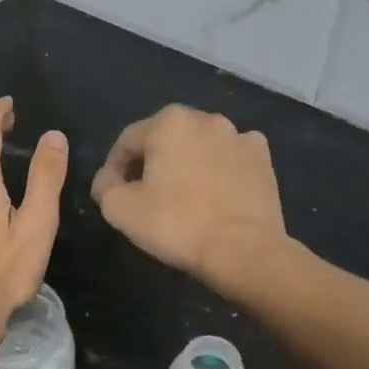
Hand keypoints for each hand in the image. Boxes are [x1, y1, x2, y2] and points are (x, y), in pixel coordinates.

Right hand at [90, 105, 284, 282]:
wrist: (243, 250)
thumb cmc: (176, 224)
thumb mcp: (119, 209)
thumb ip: (105, 185)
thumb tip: (109, 179)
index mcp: (168, 122)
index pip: (127, 141)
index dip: (114, 168)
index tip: (113, 194)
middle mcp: (205, 118)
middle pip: (165, 139)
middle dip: (152, 162)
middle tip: (146, 194)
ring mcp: (240, 136)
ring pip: (200, 147)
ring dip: (188, 164)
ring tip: (184, 196)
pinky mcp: (264, 159)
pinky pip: (232, 158)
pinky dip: (221, 170)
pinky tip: (217, 193)